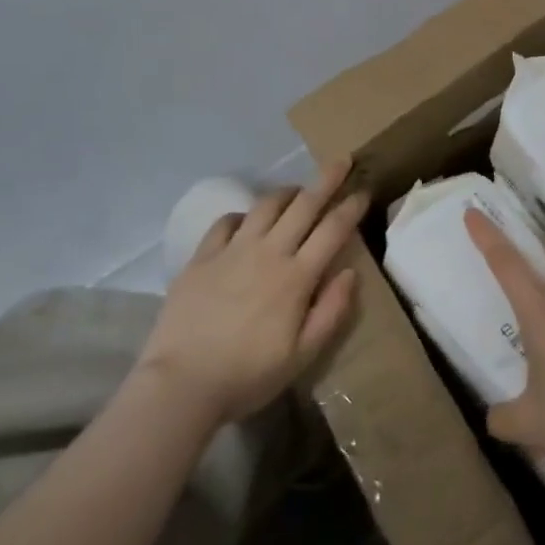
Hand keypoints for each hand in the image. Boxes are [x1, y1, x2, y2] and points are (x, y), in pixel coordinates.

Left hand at [138, 161, 366, 424]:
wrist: (181, 384)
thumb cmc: (248, 375)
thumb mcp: (302, 355)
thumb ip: (331, 312)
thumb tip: (349, 272)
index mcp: (297, 277)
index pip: (333, 229)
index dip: (351, 206)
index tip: (364, 190)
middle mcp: (268, 252)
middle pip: (304, 205)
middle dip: (327, 179)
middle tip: (341, 160)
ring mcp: (232, 251)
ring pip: (266, 205)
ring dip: (287, 192)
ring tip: (297, 191)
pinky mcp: (202, 257)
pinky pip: (226, 222)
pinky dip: (243, 214)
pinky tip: (247, 221)